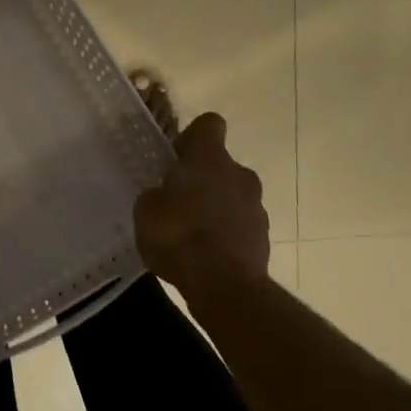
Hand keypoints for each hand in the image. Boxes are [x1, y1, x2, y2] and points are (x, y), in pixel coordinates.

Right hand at [134, 112, 271, 292]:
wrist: (225, 287)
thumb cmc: (179, 237)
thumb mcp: (146, 211)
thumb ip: (156, 194)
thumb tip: (164, 195)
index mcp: (210, 159)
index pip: (209, 124)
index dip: (191, 136)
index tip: (176, 158)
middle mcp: (239, 174)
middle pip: (220, 164)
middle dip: (201, 178)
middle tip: (176, 202)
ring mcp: (256, 206)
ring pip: (232, 195)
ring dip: (214, 207)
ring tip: (190, 234)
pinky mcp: (264, 236)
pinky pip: (239, 224)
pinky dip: (225, 232)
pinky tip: (204, 254)